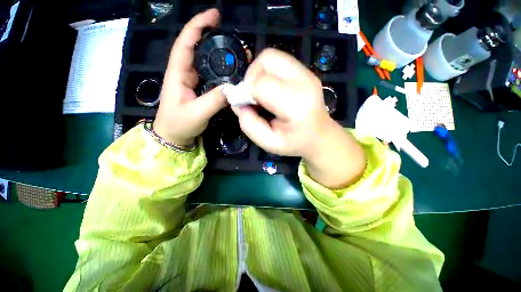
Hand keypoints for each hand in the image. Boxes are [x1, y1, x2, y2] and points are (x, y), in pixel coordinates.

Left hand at [154, 9, 226, 145]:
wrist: (174, 136)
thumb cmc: (179, 124)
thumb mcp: (197, 113)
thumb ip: (214, 100)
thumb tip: (233, 88)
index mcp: (178, 73)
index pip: (186, 43)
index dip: (198, 26)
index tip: (215, 16)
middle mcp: (184, 72)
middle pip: (196, 48)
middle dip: (212, 37)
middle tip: (232, 37)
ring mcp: (191, 81)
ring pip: (204, 62)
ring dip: (218, 54)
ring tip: (236, 52)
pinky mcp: (198, 89)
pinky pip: (210, 75)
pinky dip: (220, 70)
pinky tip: (231, 71)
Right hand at [232, 48, 332, 157]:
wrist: (320, 135)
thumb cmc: (295, 142)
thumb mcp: (269, 143)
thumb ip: (250, 125)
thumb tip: (238, 104)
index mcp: (297, 105)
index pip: (262, 85)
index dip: (246, 92)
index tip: (245, 105)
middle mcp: (304, 82)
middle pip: (267, 60)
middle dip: (251, 77)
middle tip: (252, 96)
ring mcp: (307, 73)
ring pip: (271, 56)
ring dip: (258, 73)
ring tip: (260, 92)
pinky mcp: (305, 71)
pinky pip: (278, 61)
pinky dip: (267, 72)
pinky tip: (270, 89)